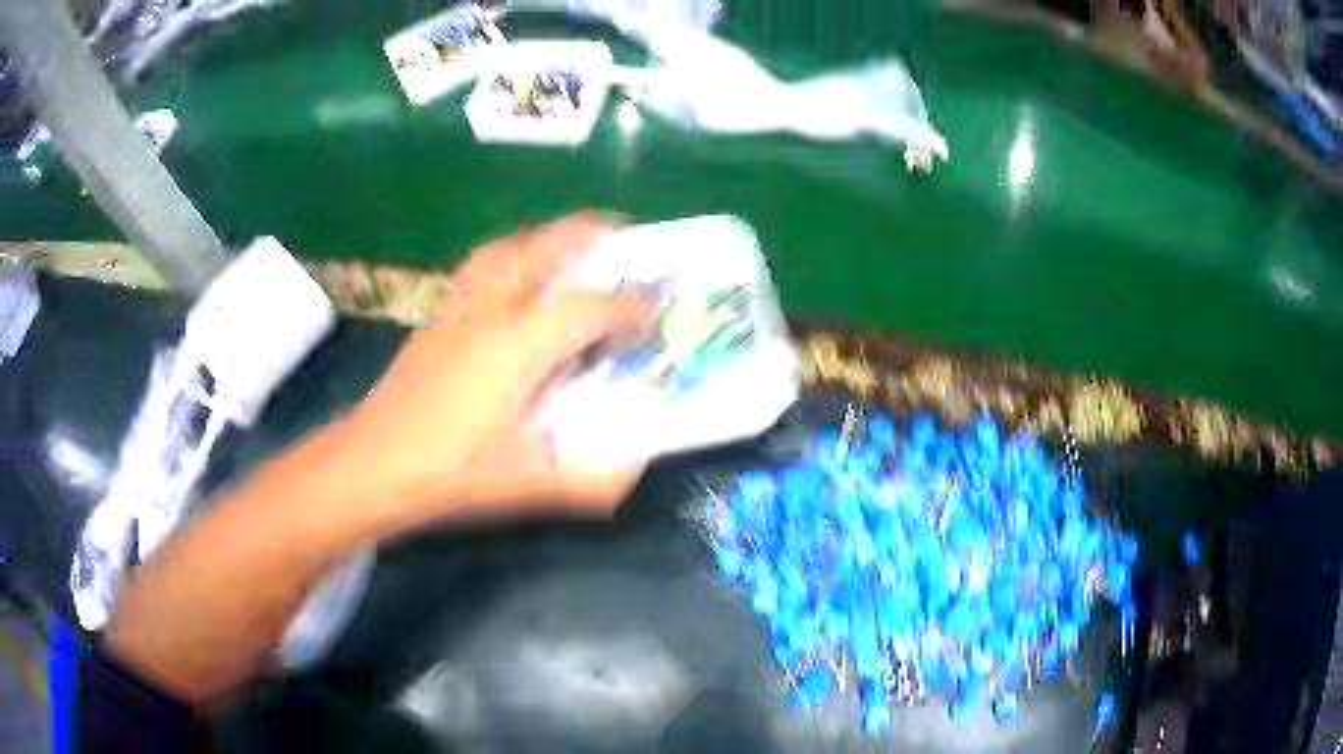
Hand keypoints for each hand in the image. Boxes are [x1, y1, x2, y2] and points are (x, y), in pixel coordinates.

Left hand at [326, 213, 651, 529]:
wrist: (373, 463)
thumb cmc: (449, 472)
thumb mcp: (525, 482)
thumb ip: (588, 479)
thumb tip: (635, 467)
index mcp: (517, 348)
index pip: (589, 309)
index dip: (632, 308)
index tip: (658, 312)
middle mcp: (490, 313)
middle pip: (545, 247)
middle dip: (590, 236)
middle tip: (623, 238)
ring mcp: (458, 309)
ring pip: (507, 248)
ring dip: (547, 239)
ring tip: (572, 247)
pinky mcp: (437, 317)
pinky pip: (482, 267)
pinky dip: (511, 257)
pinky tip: (516, 279)